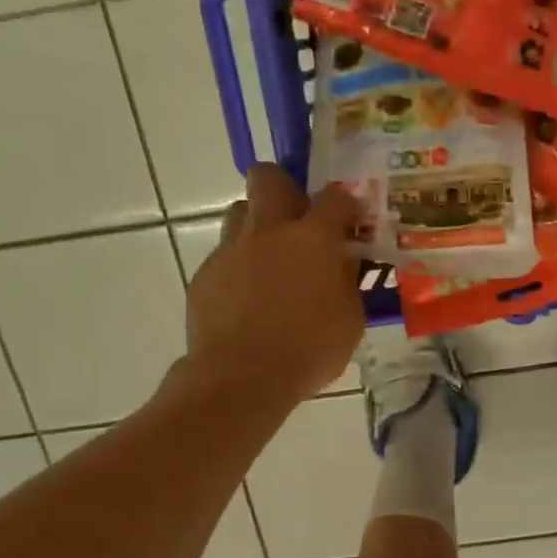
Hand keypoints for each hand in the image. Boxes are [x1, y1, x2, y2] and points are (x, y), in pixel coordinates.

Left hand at [185, 166, 365, 404]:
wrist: (240, 379)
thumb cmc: (308, 350)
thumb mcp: (350, 319)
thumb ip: (347, 282)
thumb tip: (342, 263)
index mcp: (312, 239)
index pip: (335, 198)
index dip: (346, 203)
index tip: (351, 218)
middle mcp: (269, 232)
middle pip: (269, 178)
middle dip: (285, 187)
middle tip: (299, 218)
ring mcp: (231, 250)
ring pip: (240, 212)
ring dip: (258, 224)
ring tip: (271, 257)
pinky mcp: (205, 275)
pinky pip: (224, 254)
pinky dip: (240, 265)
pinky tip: (248, 296)